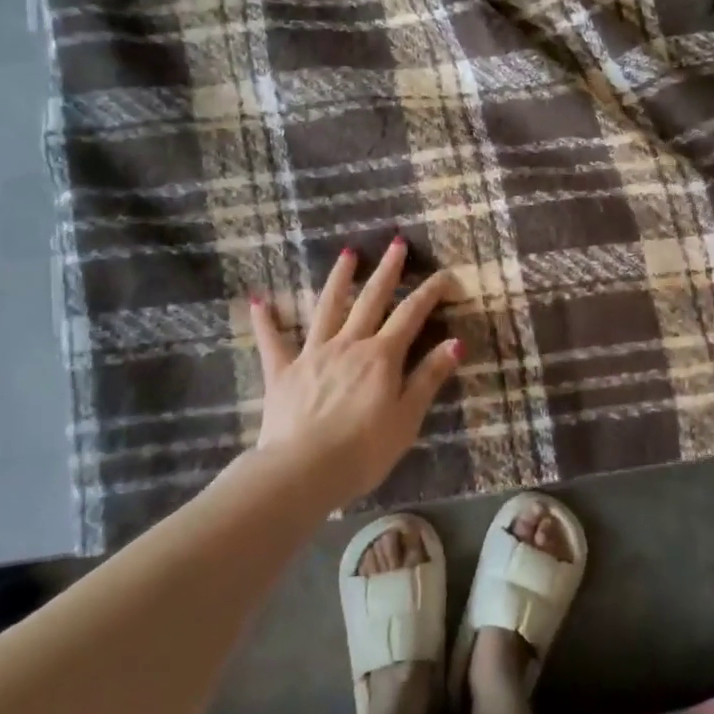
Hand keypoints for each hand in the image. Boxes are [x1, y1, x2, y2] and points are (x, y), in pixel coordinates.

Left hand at [249, 239, 461, 506]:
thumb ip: (428, 378)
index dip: (431, 292)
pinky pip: (272, 341)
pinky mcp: (282, 372)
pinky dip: (266, 320)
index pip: (412, 315)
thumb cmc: (363, 451)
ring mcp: (312, 354)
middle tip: (397, 243)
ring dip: (339, 279)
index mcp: (381, 357)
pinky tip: (258, 300)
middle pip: (371, 300)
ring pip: (327, 308)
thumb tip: (456, 343)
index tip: (447, 275)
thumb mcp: (406, 418)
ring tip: (347, 253)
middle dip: (387, 270)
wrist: (303, 471)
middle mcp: (348, 344)